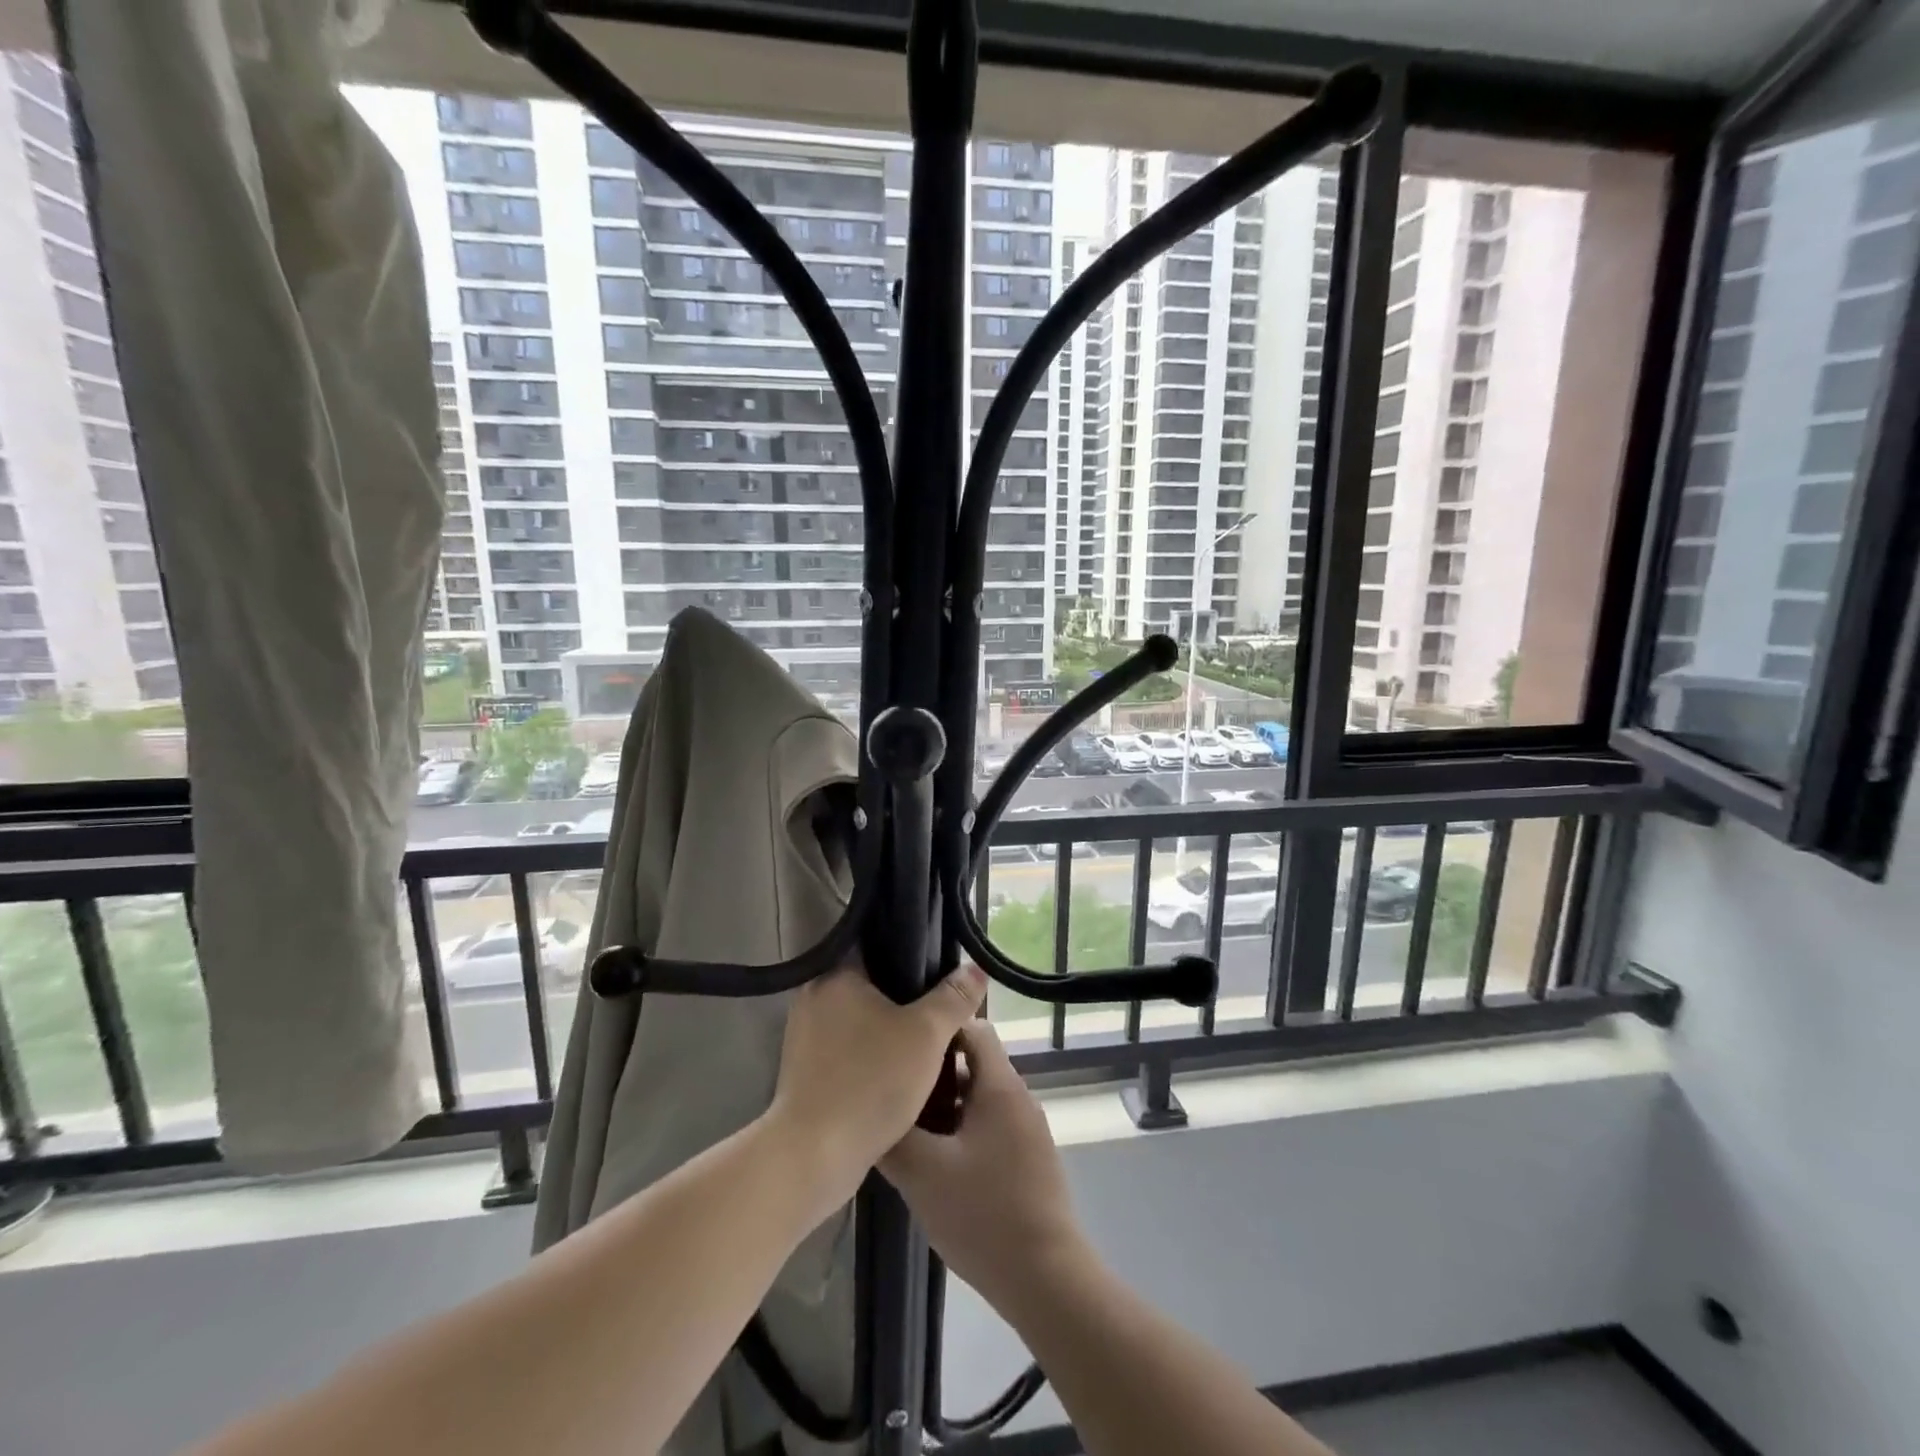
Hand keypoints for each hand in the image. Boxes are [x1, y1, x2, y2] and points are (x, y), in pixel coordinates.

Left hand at [767, 959, 985, 1209]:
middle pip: (870, 983)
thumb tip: (976, 968)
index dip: (912, 952)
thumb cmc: (870, 1081)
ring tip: (925, 1041)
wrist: (813, 1157)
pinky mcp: (803, 1069)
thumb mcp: (926, 1034)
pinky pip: (847, 1048)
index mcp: (835, 974)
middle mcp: (813, 995)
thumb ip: (954, 998)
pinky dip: (870, 1054)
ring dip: (887, 1029)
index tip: (940, 967)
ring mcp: (803, 1035)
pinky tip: (896, 1071)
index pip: (876, 944)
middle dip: (904, 997)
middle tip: (940, 1007)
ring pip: (859, 1019)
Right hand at [881, 1020, 1087, 1312]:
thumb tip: (871, 1111)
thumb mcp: (924, 1173)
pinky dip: (960, 1131)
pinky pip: (989, 1127)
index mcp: (1000, 1086)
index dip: (937, 1028)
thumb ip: (893, 1136)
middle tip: (893, 1088)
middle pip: (972, 1063)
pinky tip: (933, 1161)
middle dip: (932, 1072)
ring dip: (944, 1106)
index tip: (901, 1042)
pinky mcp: (1027, 1160)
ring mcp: (1026, 1131)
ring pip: (978, 1099)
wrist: (1046, 1280)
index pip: (971, 1027)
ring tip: (904, 1125)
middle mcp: (1018, 1098)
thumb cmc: (984, 1215)